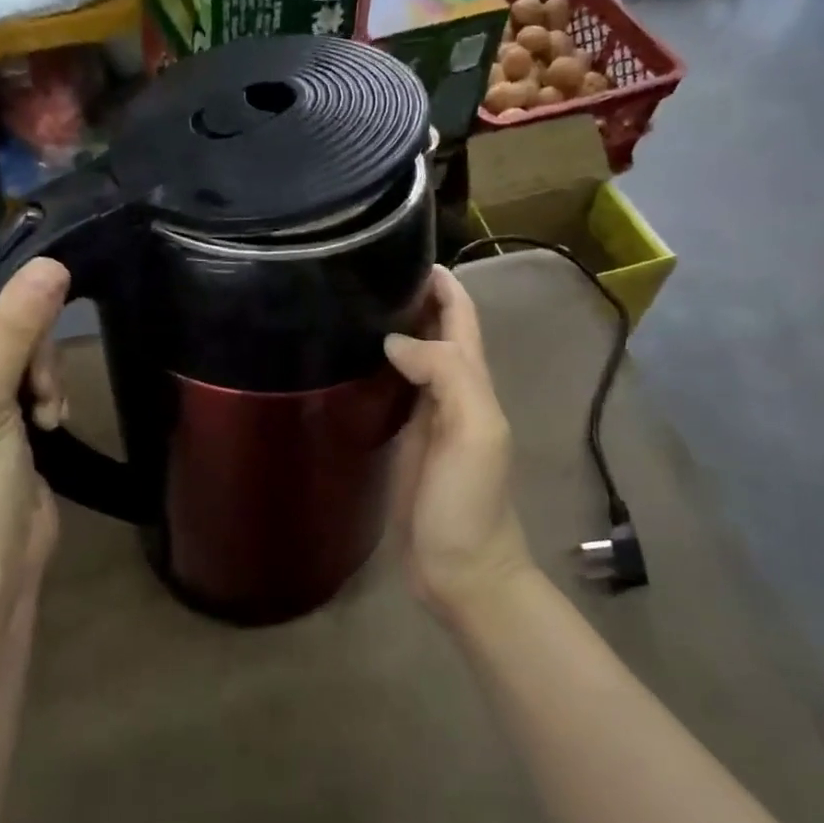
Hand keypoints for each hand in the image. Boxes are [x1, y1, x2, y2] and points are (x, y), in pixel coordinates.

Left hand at [0, 259, 69, 590]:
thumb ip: (19, 324)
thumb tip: (51, 263)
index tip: (36, 295)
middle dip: (27, 346)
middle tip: (41, 378)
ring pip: (18, 351)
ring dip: (42, 374)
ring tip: (48, 410)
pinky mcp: (1, 420)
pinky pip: (30, 381)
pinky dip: (47, 395)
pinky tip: (52, 421)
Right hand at [384, 265, 533, 621]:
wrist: (460, 570)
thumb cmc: (470, 502)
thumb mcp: (474, 431)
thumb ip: (447, 375)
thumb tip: (396, 340)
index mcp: (473, 383)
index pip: (461, 318)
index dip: (443, 284)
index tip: (404, 252)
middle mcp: (452, 392)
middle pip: (436, 332)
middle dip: (412, 298)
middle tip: (364, 273)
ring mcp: (427, 418)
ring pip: (413, 358)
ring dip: (394, 328)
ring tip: (351, 305)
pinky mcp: (405, 442)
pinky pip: (394, 391)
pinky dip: (378, 367)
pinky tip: (349, 361)